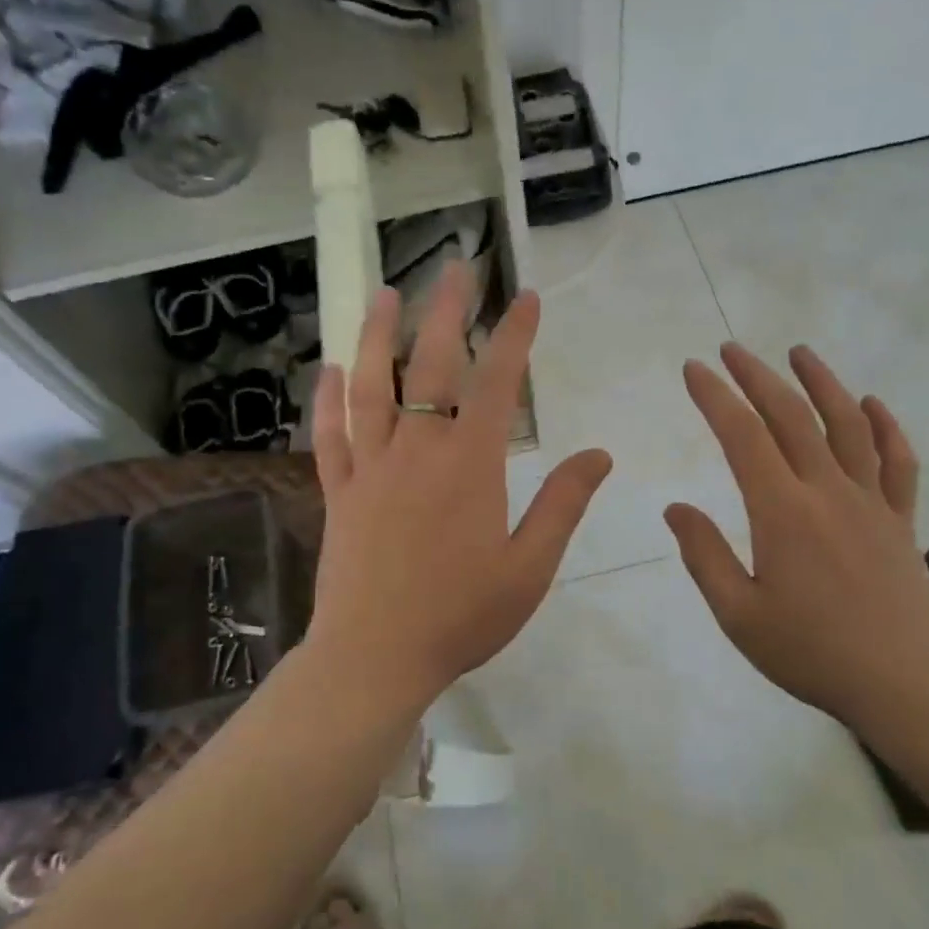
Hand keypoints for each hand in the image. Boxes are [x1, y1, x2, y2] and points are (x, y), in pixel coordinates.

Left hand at [305, 264, 611, 713]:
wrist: (375, 659)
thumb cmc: (461, 617)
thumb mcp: (530, 567)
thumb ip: (563, 504)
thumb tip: (599, 454)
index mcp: (469, 466)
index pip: (496, 383)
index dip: (515, 336)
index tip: (527, 298)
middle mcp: (416, 451)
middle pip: (430, 366)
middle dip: (447, 312)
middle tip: (455, 269)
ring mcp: (370, 469)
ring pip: (370, 387)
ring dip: (376, 336)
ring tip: (384, 294)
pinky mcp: (338, 493)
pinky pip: (330, 436)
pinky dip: (329, 400)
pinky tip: (329, 370)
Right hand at [664, 343, 928, 724]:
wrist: (906, 684)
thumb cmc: (812, 652)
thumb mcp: (739, 614)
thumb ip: (704, 555)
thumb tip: (676, 508)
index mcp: (782, 512)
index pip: (742, 436)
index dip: (715, 396)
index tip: (694, 369)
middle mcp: (828, 491)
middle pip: (791, 416)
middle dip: (757, 376)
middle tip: (732, 349)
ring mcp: (871, 501)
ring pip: (847, 424)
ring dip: (821, 382)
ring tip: (799, 353)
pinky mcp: (900, 519)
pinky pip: (897, 461)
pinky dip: (885, 426)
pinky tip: (871, 403)